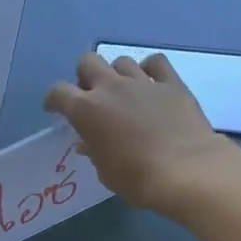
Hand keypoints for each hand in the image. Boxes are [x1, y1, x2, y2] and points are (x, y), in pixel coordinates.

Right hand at [44, 51, 237, 215]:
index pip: (59, 92)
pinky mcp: (171, 83)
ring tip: (124, 92)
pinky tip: (151, 83)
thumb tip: (88, 142)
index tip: (56, 109)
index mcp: (86, 110)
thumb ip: (94, 151)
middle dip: (85, 76)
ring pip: (121, 61)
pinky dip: (149, 69)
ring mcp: (142, 82)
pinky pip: (156, 62)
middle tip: (92, 96)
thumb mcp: (106, 172)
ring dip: (117, 74)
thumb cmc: (137, 179)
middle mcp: (111, 87)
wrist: (186, 171)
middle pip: (88, 62)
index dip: (54, 100)